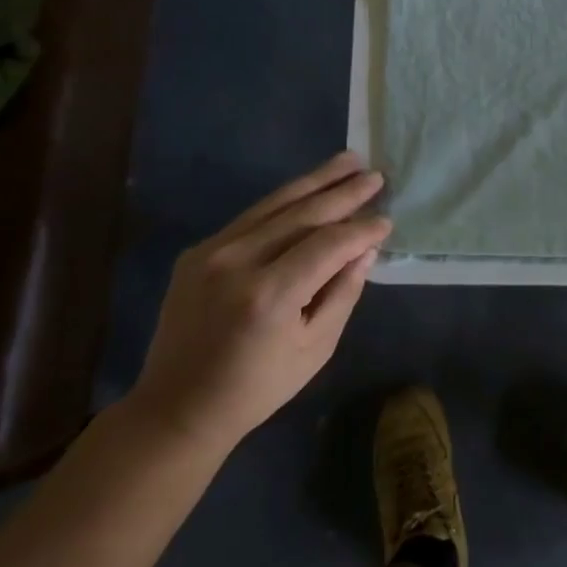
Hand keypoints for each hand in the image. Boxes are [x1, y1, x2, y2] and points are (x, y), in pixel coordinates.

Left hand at [126, 153, 392, 455]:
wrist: (178, 406)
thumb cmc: (257, 387)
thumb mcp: (314, 348)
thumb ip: (343, 293)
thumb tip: (365, 249)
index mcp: (270, 294)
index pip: (328, 245)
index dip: (361, 230)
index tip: (387, 220)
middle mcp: (237, 262)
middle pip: (302, 213)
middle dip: (343, 192)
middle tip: (375, 174)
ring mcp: (212, 252)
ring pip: (274, 205)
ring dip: (314, 181)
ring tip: (347, 161)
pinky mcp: (198, 252)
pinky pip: (250, 218)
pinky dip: (284, 202)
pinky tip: (307, 190)